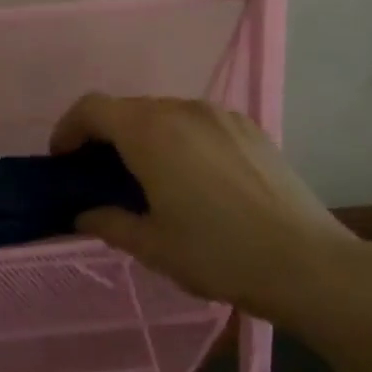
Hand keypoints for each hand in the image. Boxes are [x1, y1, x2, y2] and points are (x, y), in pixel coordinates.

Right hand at [52, 94, 356, 314]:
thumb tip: (84, 214)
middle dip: (104, 135)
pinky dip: (178, 137)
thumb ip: (108, 222)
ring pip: (164, 112)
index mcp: (150, 132)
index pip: (92, 108)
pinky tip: (191, 177)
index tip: (63, 160)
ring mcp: (220, 115)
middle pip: (127, 108)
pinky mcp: (249, 127)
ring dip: (142, 135)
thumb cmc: (218, 253)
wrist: (308, 263)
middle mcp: (183, 110)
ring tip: (147, 177)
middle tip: (100, 175)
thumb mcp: (151, 245)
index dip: (68, 129)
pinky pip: (197, 121)